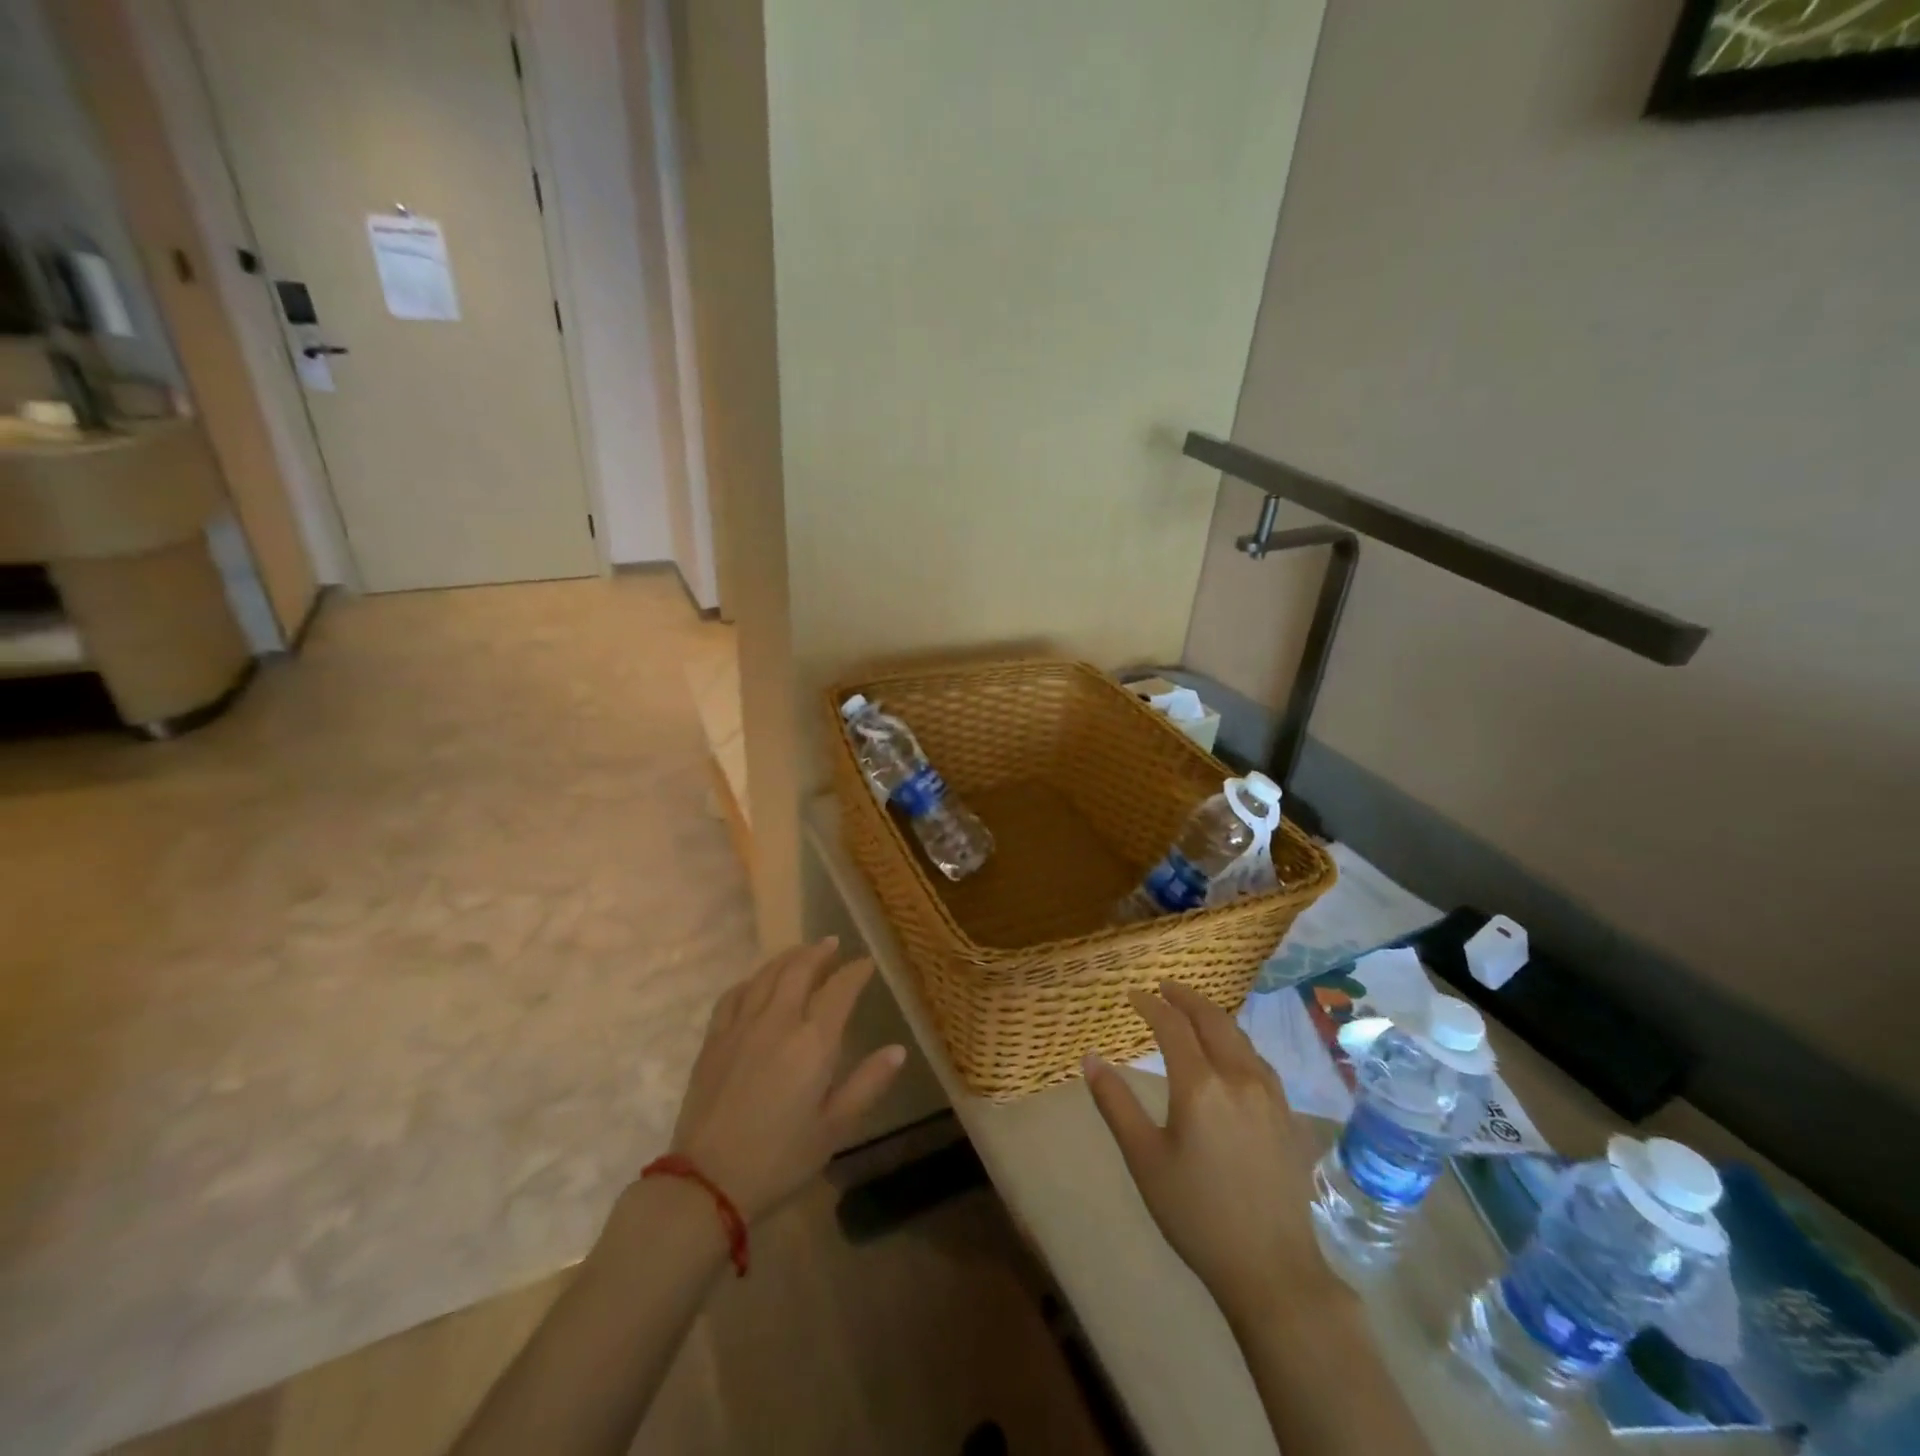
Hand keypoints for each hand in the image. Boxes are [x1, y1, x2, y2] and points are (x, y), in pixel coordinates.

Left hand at [669, 938, 905, 1221]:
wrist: (707, 1181)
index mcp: (813, 1042)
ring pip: (767, 975)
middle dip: (819, 952)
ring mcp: (742, 1026)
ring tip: (800, 953)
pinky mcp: (714, 1039)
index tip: (866, 963)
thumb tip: (898, 1050)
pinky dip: (751, 980)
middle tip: (832, 944)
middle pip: (800, 969)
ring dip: (787, 958)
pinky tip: (756, 983)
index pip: (839, 990)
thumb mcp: (834, 1128)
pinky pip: (734, 994)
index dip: (855, 972)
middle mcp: (778, 1021)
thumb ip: (867, 1084)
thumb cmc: (780, 1158)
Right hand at [1084, 981, 1322, 1325]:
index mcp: (1200, 1085)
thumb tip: (1090, 1058)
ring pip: (1239, 1036)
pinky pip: (1258, 1059)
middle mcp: (1238, 1077)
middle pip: (1212, 1019)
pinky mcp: (1287, 1114)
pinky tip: (1229, 1052)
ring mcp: (1269, 1094)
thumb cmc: (1196, 1214)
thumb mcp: (1144, 1159)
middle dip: (1185, 997)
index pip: (1172, 1025)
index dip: (1150, 1004)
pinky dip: (1235, 1040)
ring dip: (1212, 1015)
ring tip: (1191, 1012)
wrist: (1271, 1268)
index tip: (1132, 995)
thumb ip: (1115, 1103)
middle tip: (1163, 987)